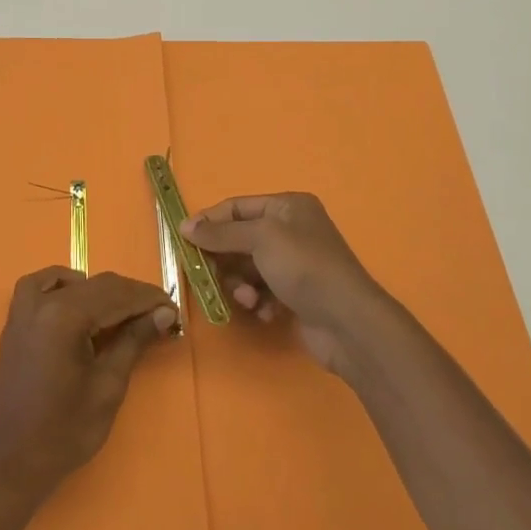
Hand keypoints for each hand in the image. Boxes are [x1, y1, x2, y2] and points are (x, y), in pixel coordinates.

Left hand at [0, 267, 177, 504]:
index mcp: (64, 316)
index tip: (174, 311)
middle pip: (96, 285)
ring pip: (70, 283)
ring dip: (101, 291)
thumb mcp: (108, 386)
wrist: (12, 463)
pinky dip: (63, 286)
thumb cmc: (64, 431)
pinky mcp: (15, 324)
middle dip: (130, 297)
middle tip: (159, 315)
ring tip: (125, 313)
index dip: (148, 299)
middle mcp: (41, 303)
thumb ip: (134, 341)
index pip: (116, 294)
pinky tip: (80, 301)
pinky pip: (40, 287)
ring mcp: (23, 311)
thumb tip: (163, 313)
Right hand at [182, 193, 395, 375]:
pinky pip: (261, 292)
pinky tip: (265, 312)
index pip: (237, 207)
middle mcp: (291, 231)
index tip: (183, 239)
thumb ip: (221, 233)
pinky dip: (258, 301)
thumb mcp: (260, 239)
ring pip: (247, 269)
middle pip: (239, 239)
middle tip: (211, 275)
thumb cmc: (304, 267)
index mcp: (287, 207)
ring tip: (249, 299)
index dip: (209, 221)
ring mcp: (293, 264)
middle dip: (226, 260)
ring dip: (241, 285)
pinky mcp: (294, 295)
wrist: (347, 322)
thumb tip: (185, 226)